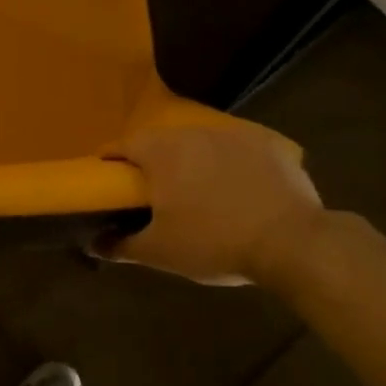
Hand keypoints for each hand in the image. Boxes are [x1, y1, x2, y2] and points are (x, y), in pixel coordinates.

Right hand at [109, 119, 323, 284]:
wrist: (291, 242)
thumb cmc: (214, 242)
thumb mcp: (161, 252)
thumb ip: (122, 245)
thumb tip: (94, 244)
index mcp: (161, 153)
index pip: (123, 145)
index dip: (111, 160)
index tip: (108, 178)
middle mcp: (194, 133)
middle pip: (162, 141)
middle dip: (154, 161)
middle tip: (154, 191)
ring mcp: (234, 134)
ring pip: (201, 142)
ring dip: (194, 160)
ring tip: (199, 190)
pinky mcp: (268, 143)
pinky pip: (240, 149)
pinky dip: (233, 164)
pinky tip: (240, 188)